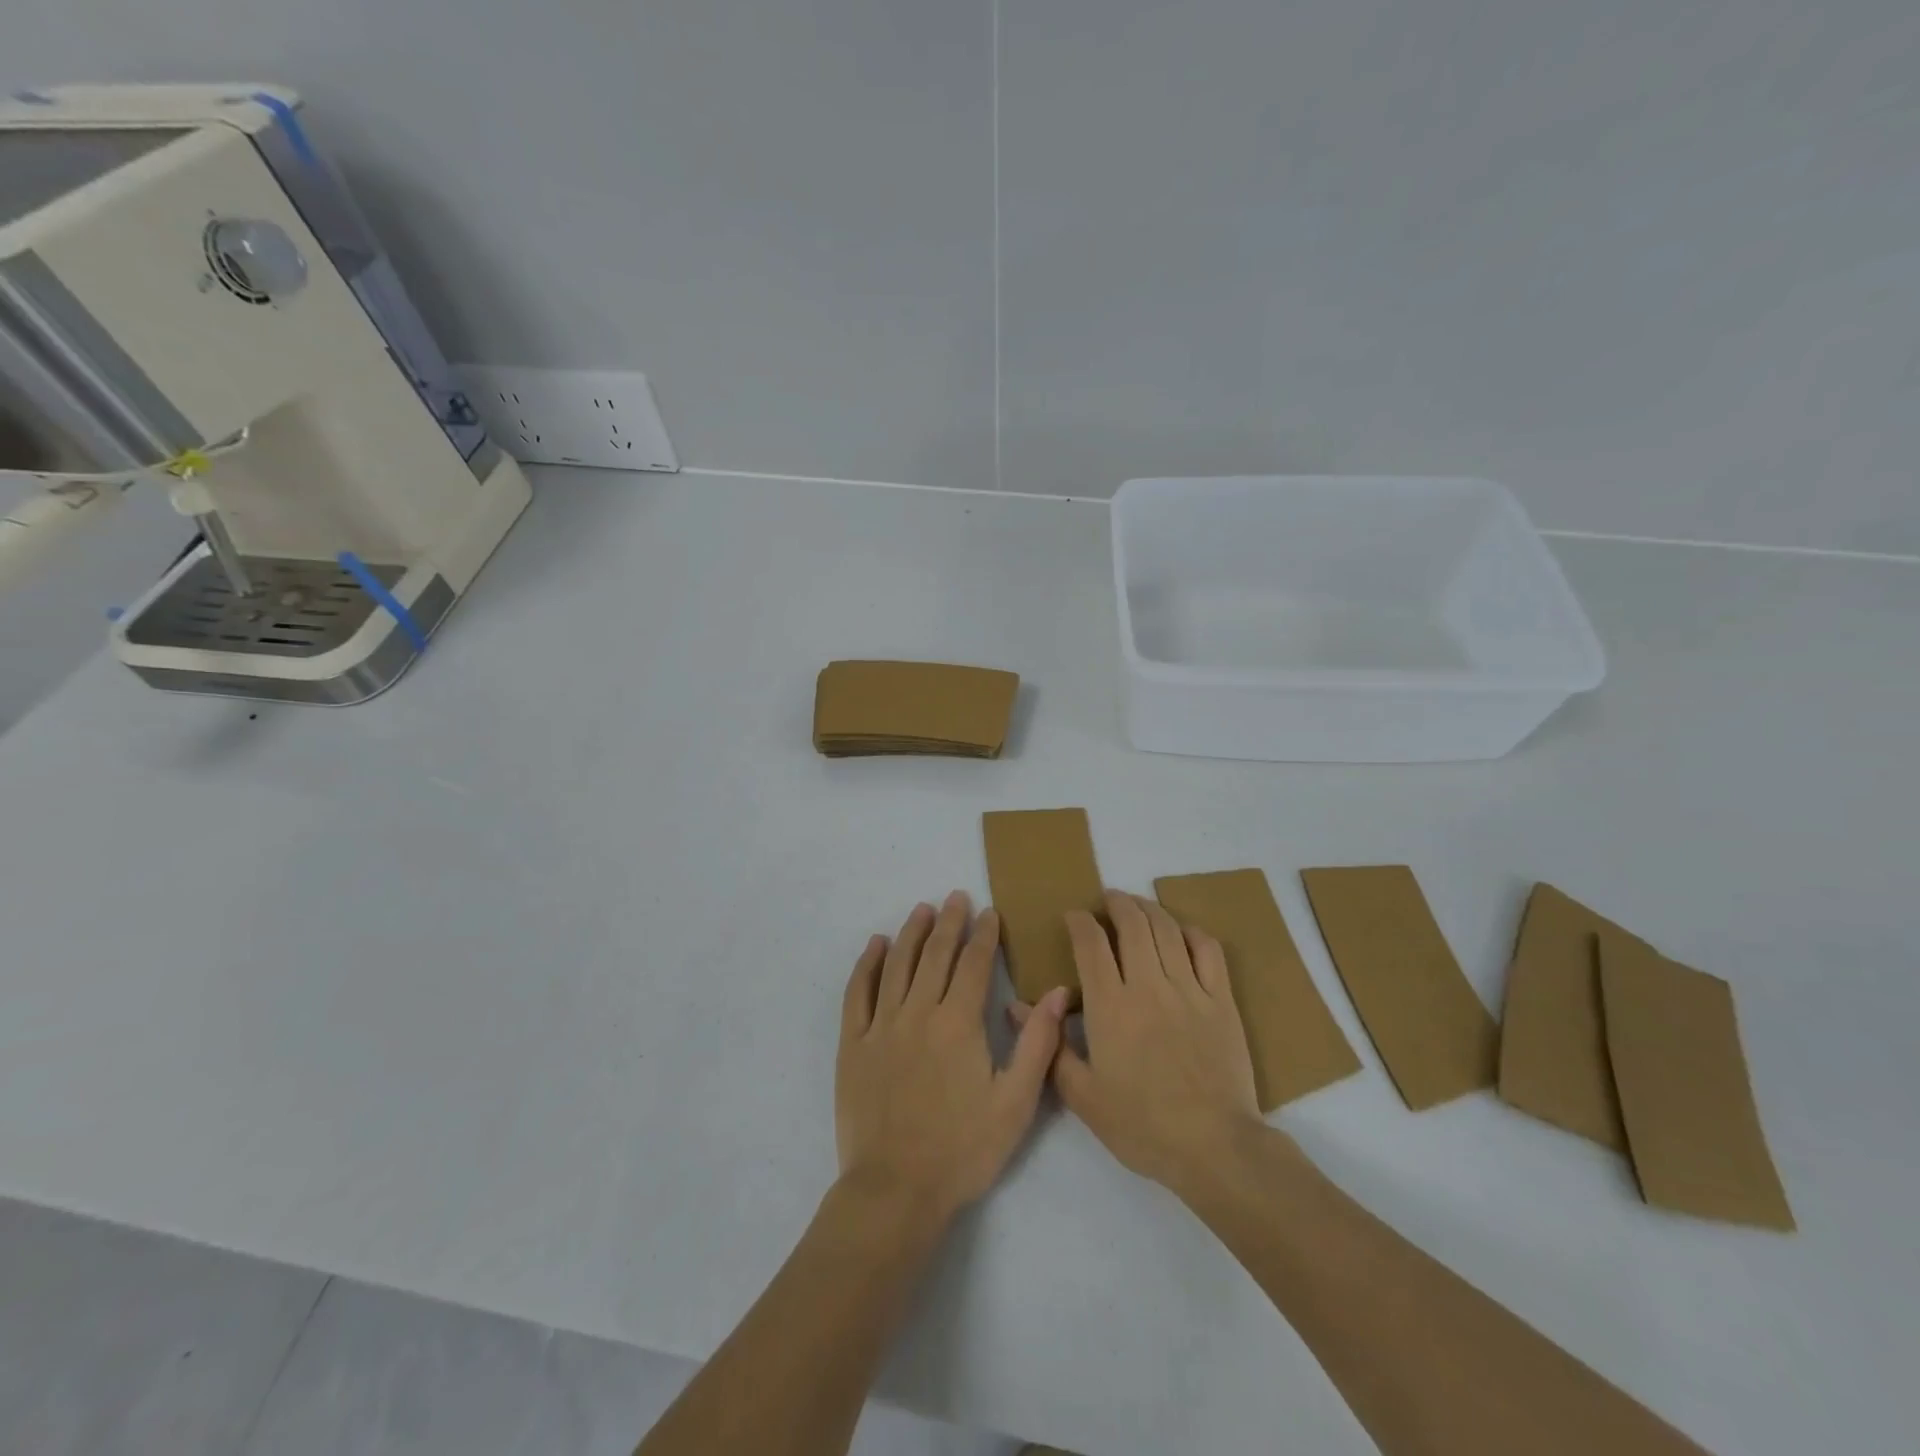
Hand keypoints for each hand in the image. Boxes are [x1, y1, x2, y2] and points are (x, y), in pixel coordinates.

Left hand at [836, 891, 1070, 1222]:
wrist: (895, 1190)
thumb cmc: (962, 1150)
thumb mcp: (1015, 1104)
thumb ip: (1038, 1045)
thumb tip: (1056, 992)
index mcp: (959, 1023)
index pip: (973, 964)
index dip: (983, 935)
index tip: (989, 912)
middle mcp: (918, 1012)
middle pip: (936, 955)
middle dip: (950, 922)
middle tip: (957, 897)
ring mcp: (881, 1026)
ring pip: (898, 964)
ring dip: (912, 933)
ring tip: (923, 909)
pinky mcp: (854, 1044)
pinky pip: (858, 992)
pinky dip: (867, 964)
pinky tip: (876, 945)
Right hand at [1016, 891, 1262, 1195]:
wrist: (1213, 1147)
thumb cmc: (1141, 1126)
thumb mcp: (1083, 1096)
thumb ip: (1051, 1045)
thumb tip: (1017, 1006)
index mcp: (1110, 1006)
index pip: (1091, 944)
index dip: (1080, 921)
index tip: (1074, 916)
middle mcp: (1148, 986)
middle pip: (1132, 925)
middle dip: (1117, 903)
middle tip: (1109, 898)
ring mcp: (1189, 990)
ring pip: (1168, 930)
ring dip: (1150, 909)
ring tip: (1139, 905)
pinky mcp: (1222, 1001)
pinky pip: (1209, 951)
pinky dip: (1193, 933)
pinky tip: (1183, 932)